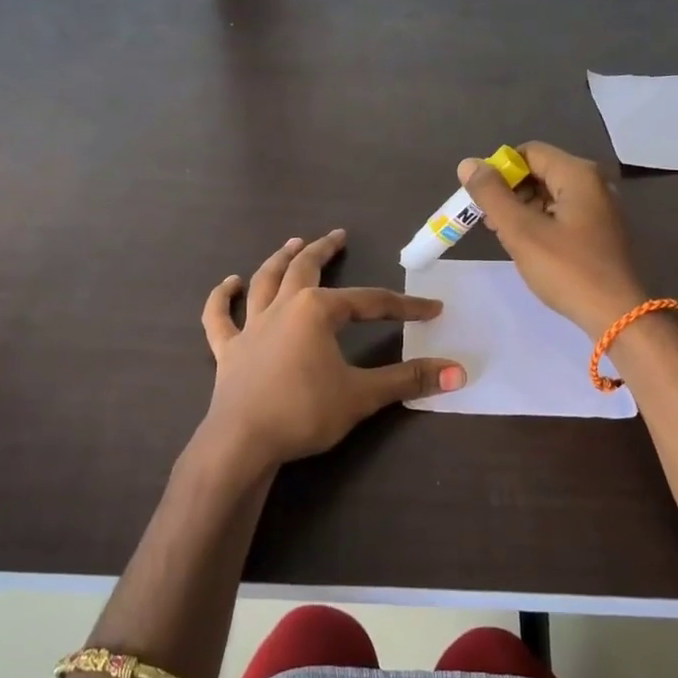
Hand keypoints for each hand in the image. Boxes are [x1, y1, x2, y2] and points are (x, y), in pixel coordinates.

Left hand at [198, 230, 466, 469]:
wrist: (243, 441)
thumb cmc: (304, 412)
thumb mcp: (362, 396)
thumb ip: (408, 380)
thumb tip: (458, 372)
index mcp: (317, 312)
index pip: (370, 303)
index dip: (403, 306)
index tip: (431, 310)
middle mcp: (282, 308)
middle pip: (305, 269)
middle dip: (324, 251)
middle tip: (337, 236)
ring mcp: (250, 327)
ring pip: (265, 281)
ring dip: (279, 259)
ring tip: (292, 243)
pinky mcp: (228, 350)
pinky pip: (220, 317)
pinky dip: (222, 297)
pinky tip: (229, 283)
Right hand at [457, 142, 649, 337]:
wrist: (616, 314)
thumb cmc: (567, 270)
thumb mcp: (522, 231)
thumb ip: (492, 195)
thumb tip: (468, 164)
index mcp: (578, 174)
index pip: (528, 152)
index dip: (499, 171)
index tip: (481, 199)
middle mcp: (593, 183)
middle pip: (540, 172)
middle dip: (509, 192)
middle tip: (489, 221)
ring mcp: (600, 207)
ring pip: (549, 194)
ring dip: (522, 209)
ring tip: (504, 236)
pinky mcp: (600, 230)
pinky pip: (562, 213)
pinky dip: (540, 222)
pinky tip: (528, 246)